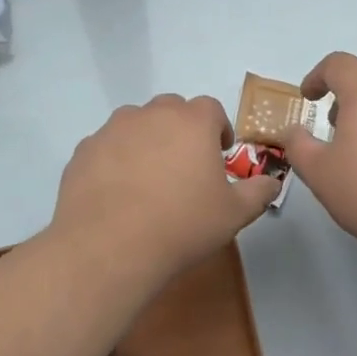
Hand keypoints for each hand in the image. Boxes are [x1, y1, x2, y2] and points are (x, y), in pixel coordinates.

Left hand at [51, 95, 280, 271]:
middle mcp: (152, 114)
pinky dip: (115, 159)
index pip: (211, 109)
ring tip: (148, 178)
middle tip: (185, 165)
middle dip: (182, 129)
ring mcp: (113, 129)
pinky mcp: (84, 150)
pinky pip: (107, 146)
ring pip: (136, 123)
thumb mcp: (234, 214)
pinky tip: (117, 193)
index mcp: (192, 121)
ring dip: (147, 140)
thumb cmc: (182, 225)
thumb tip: (272, 182)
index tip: (219, 154)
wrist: (108, 247)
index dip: (218, 128)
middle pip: (172, 109)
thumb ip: (258, 192)